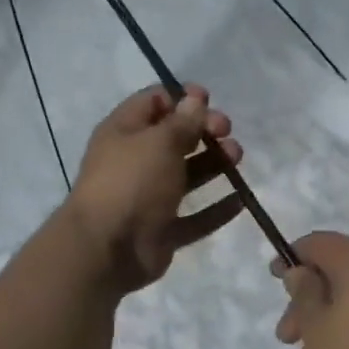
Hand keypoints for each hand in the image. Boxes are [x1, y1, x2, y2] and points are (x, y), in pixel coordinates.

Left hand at [61, 85, 245, 293]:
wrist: (107, 249)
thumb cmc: (132, 182)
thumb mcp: (159, 142)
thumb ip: (183, 121)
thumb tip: (194, 99)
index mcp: (124, 132)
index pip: (153, 102)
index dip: (182, 98)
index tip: (210, 100)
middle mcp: (135, 162)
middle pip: (175, 138)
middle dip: (204, 130)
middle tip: (227, 133)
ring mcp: (149, 198)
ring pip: (187, 175)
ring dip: (215, 163)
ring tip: (237, 159)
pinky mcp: (163, 230)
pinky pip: (195, 217)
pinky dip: (216, 209)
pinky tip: (240, 199)